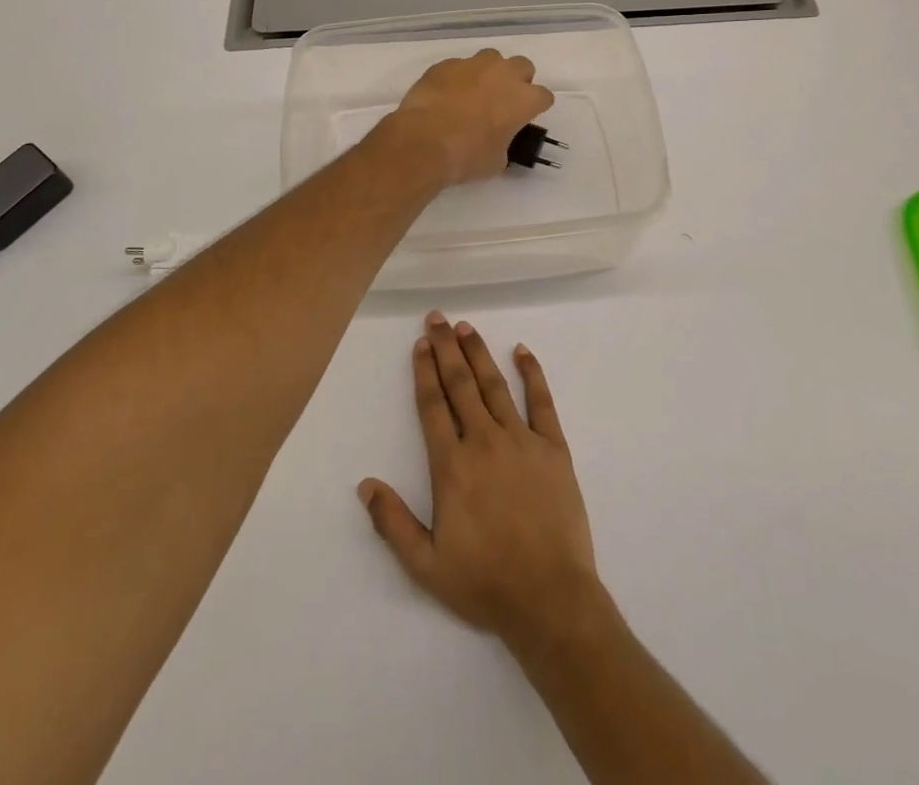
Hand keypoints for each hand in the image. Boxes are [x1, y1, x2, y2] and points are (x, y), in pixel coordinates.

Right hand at [358, 312, 604, 651]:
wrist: (550, 598)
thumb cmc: (484, 582)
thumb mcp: (426, 565)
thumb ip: (392, 523)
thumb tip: (364, 484)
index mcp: (452, 466)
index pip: (433, 406)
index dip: (425, 372)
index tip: (420, 344)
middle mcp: (484, 441)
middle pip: (461, 385)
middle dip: (446, 349)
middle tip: (437, 318)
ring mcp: (521, 441)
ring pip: (495, 386)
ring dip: (478, 353)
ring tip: (465, 327)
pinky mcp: (554, 448)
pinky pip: (542, 402)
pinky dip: (532, 374)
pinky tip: (522, 351)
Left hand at [379, 49, 554, 187]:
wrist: (423, 142)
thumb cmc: (466, 156)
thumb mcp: (496, 161)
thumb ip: (504, 144)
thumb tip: (497, 142)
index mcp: (524, 99)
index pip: (543, 96)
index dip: (535, 107)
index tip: (524, 118)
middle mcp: (503, 74)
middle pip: (522, 66)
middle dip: (516, 80)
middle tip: (502, 100)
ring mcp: (473, 65)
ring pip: (491, 58)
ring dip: (488, 73)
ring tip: (474, 93)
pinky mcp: (445, 64)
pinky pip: (459, 66)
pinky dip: (458, 77)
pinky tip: (446, 95)